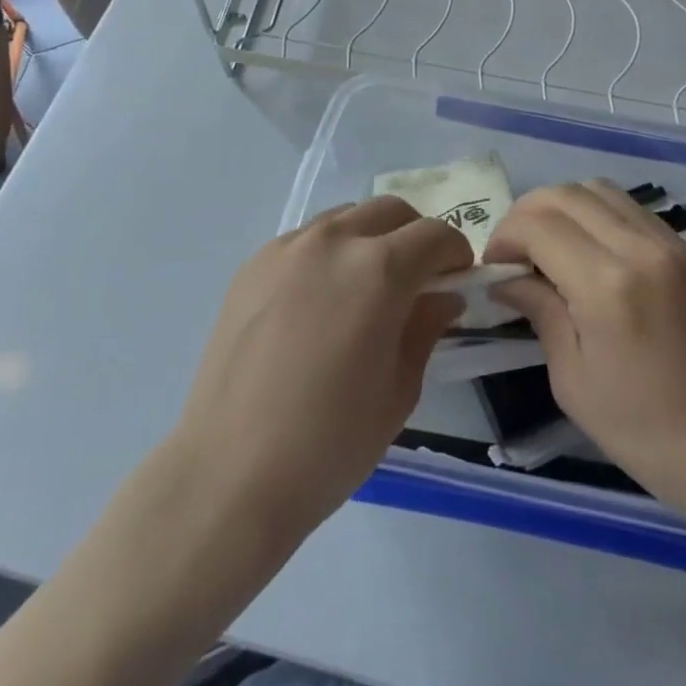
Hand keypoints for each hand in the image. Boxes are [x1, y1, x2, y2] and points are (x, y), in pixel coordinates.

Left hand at [170, 196, 467, 533]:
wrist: (229, 473)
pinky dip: (328, 253)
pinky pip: (305, 240)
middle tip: (417, 281)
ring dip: (370, 239)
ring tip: (365, 288)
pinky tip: (319, 302)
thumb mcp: (400, 389)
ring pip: (346, 218)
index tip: (456, 281)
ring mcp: (287, 248)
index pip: (435, 235)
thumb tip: (443, 296)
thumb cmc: (330, 442)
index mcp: (379, 270)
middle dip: (415, 236)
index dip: (456, 254)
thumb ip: (426, 327)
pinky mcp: (253, 265)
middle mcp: (333, 242)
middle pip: (391, 211)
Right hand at [486, 181, 685, 522]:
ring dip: (562, 209)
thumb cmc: (646, 431)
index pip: (538, 224)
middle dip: (527, 215)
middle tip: (515, 254)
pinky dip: (596, 215)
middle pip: (565, 194)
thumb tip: (507, 277)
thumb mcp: (573, 380)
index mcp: (606, 285)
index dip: (504, 237)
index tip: (494, 267)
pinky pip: (629, 208)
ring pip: (598, 189)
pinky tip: (589, 253)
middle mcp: (638, 248)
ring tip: (550, 249)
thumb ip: (540, 311)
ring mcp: (669, 243)